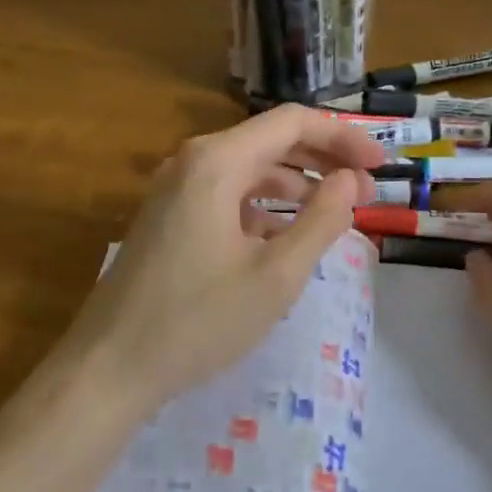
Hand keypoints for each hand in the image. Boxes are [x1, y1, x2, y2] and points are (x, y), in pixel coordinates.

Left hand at [64, 105, 384, 418]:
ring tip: (338, 212)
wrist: (109, 367)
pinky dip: (265, 207)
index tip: (382, 164)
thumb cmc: (199, 321)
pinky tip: (287, 236)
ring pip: (250, 170)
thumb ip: (322, 220)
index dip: (344, 138)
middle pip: (271, 142)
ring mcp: (175, 189)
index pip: (293, 123)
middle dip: (325, 161)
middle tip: (369, 190)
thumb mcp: (276, 275)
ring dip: (297, 185)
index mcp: (217, 162)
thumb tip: (351, 180)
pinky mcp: (168, 217)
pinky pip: (227, 195)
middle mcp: (193, 161)